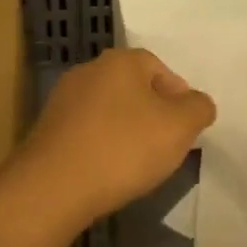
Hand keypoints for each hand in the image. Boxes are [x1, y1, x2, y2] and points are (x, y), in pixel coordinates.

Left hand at [8, 48, 215, 228]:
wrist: (54, 186)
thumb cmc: (123, 148)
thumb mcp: (179, 127)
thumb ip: (198, 108)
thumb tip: (198, 103)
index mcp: (121, 61)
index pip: (161, 69)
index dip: (179, 98)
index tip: (185, 130)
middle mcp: (89, 70)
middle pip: (134, 88)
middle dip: (152, 114)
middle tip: (165, 147)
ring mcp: (63, 99)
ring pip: (109, 110)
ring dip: (126, 131)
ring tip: (136, 164)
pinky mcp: (47, 128)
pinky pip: (87, 131)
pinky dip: (101, 145)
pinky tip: (107, 170)